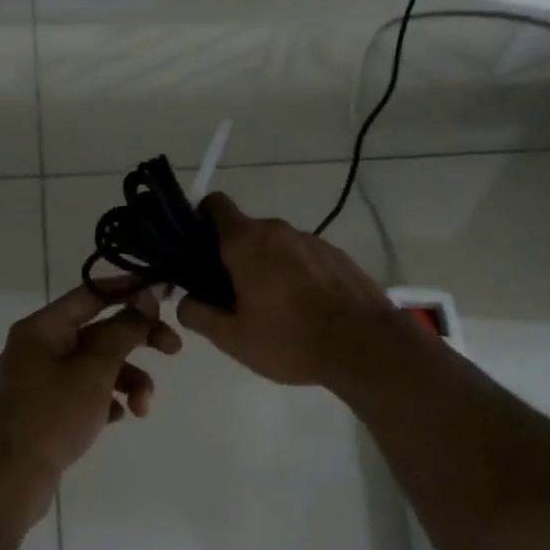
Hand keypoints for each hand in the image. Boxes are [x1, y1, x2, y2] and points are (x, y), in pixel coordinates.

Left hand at [0, 281, 181, 524]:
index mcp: (43, 327)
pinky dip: (107, 399)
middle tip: (174, 349)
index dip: (130, 289)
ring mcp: (41, 379)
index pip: (92, 293)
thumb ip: (123, 330)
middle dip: (137, 341)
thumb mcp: (95, 369)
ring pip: (96, 365)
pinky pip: (85, 392)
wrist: (7, 483)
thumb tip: (145, 298)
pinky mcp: (46, 409)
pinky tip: (119, 417)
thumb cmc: (51, 416)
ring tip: (143, 408)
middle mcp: (39, 346)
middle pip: (99, 330)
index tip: (165, 293)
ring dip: (127, 379)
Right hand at [176, 192, 398, 385]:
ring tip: (274, 309)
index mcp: (245, 242)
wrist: (363, 345)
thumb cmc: (289, 339)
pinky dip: (296, 274)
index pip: (214, 205)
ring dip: (267, 266)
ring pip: (276, 246)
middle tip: (232, 296)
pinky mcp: (336, 254)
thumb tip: (186, 300)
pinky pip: (303, 257)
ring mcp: (311, 240)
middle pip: (244, 231)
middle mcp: (277, 230)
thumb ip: (198, 314)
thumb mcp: (232, 338)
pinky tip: (305, 309)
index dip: (200, 222)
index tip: (198, 253)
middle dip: (233, 256)